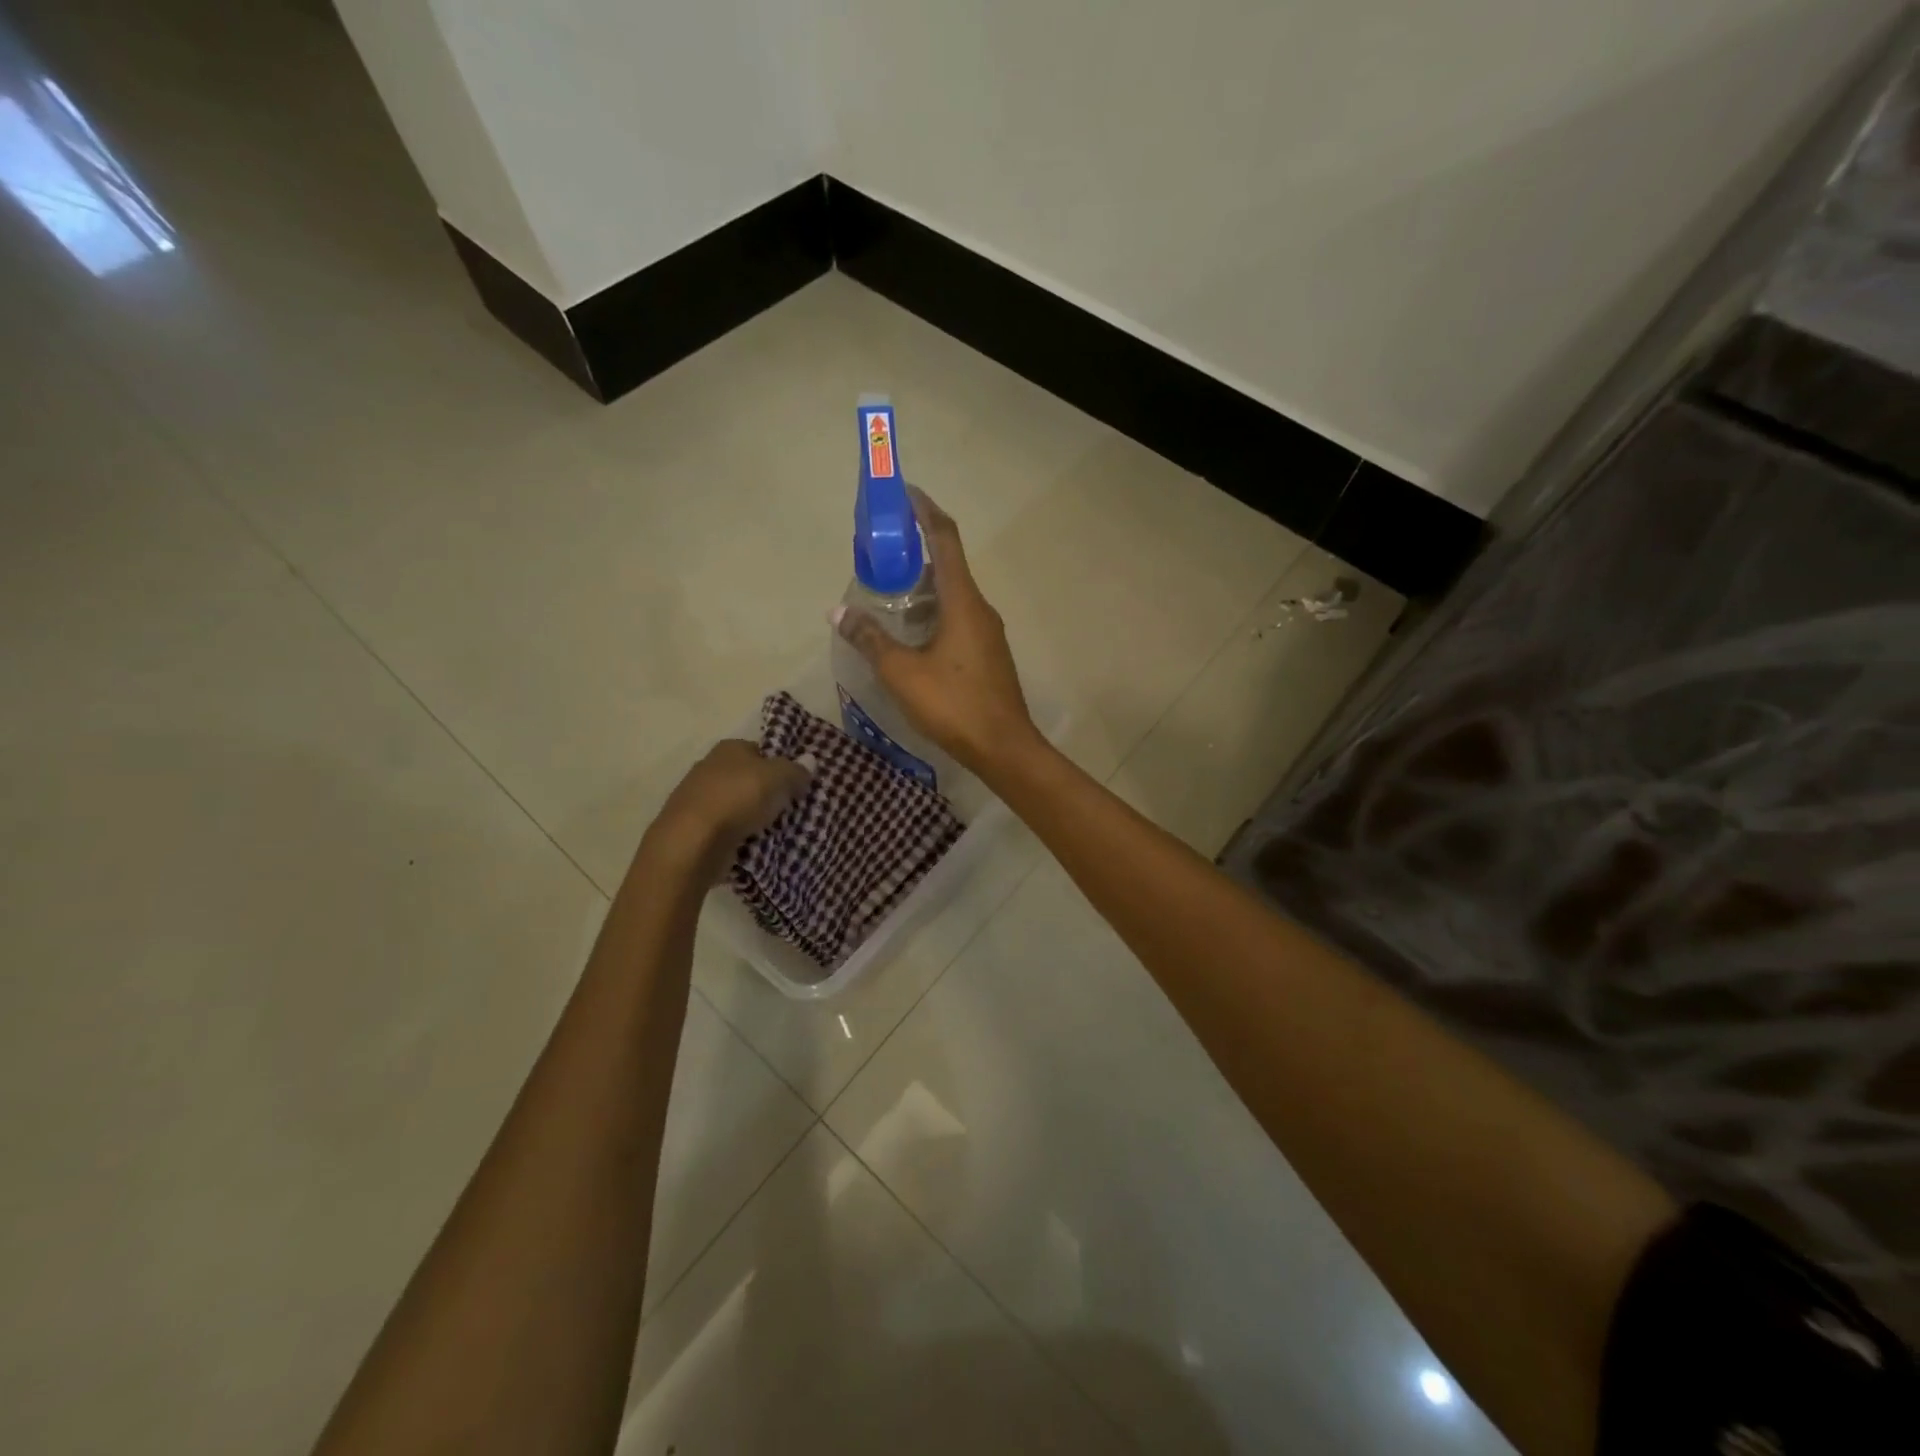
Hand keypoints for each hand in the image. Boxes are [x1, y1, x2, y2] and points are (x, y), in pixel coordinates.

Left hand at [646, 740, 810, 876]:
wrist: (692, 842)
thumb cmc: (738, 798)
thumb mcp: (779, 777)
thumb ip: (796, 769)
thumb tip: (810, 761)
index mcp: (729, 748)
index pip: (761, 751)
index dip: (781, 765)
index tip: (797, 784)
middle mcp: (710, 767)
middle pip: (749, 778)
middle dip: (768, 792)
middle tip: (792, 808)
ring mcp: (698, 799)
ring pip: (738, 804)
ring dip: (754, 816)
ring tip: (778, 830)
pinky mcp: (694, 828)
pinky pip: (727, 828)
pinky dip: (739, 835)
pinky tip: (755, 845)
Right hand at [833, 487, 1041, 779]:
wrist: (1004, 747)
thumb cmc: (954, 704)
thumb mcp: (902, 672)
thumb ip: (870, 639)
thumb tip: (839, 612)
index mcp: (963, 600)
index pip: (944, 538)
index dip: (925, 510)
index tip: (904, 492)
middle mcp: (980, 608)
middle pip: (947, 564)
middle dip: (915, 551)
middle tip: (880, 551)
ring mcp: (987, 632)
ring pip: (952, 595)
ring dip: (922, 586)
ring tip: (887, 591)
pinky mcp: (987, 654)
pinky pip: (957, 618)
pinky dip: (932, 612)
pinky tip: (910, 633)